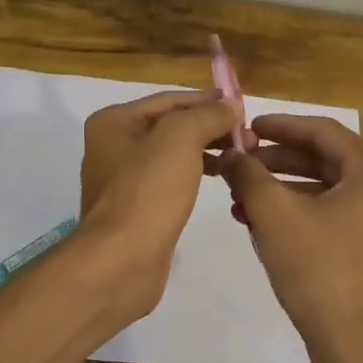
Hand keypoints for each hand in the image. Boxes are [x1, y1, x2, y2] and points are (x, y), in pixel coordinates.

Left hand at [78, 88, 243, 316]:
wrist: (121, 262)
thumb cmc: (147, 193)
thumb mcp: (180, 140)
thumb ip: (207, 115)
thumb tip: (230, 104)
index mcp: (114, 122)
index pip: (170, 100)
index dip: (207, 100)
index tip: (243, 105)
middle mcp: (114, 146)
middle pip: (171, 126)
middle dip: (210, 127)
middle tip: (249, 135)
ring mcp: (124, 180)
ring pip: (173, 154)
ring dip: (207, 150)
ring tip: (242, 155)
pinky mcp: (137, 209)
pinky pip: (171, 180)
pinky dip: (196, 174)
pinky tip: (221, 178)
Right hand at [212, 116, 362, 361]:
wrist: (351, 341)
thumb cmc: (317, 268)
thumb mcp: (275, 214)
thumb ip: (249, 175)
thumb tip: (229, 154)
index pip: (322, 131)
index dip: (280, 126)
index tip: (246, 127)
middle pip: (324, 158)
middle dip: (276, 161)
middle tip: (239, 161)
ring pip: (325, 188)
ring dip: (282, 188)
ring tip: (239, 194)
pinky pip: (332, 212)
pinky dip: (298, 211)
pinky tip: (259, 221)